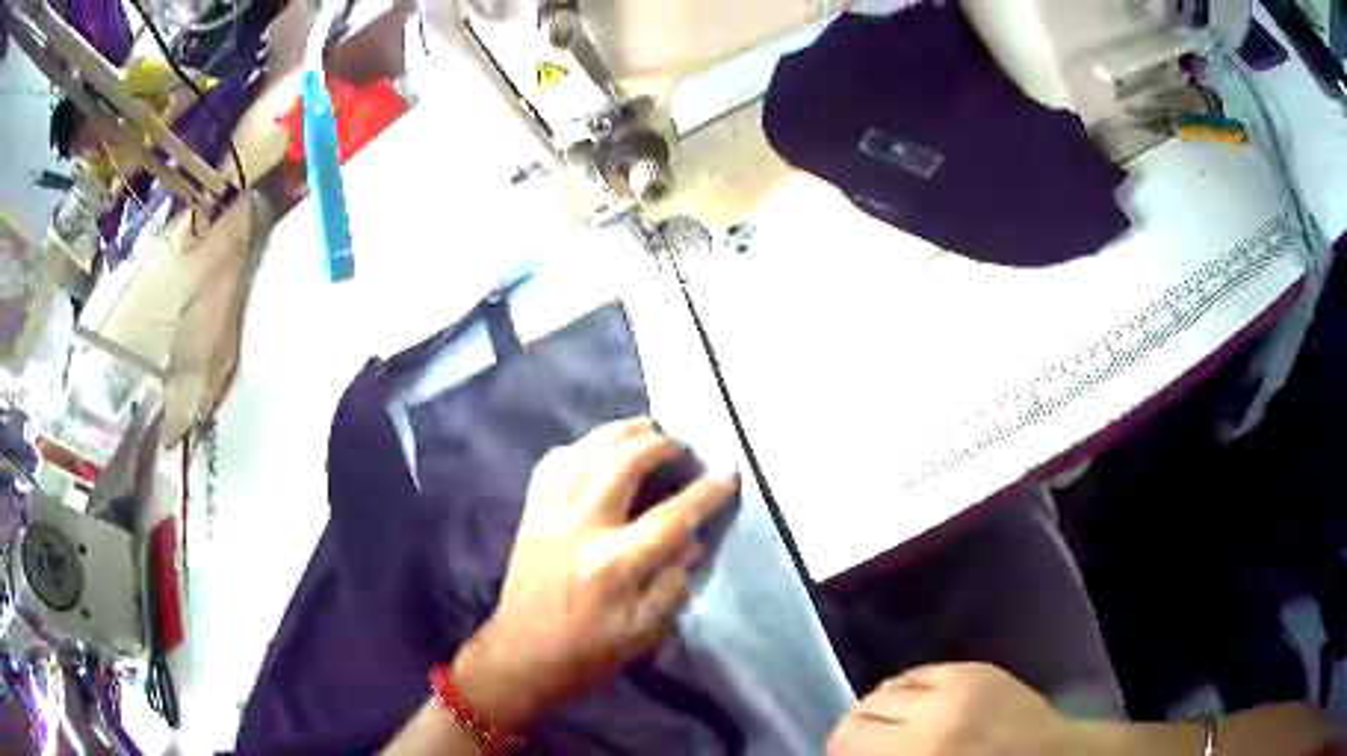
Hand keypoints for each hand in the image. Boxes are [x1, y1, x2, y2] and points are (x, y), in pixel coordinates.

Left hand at [453, 417, 738, 732]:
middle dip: (659, 444)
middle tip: (681, 444)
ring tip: (645, 427)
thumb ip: (673, 582)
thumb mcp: (644, 632)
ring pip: (585, 452)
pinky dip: (577, 447)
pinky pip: (551, 464)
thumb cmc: (588, 652)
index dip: (707, 491)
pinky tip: (594, 448)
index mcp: (615, 565)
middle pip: (623, 463)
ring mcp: (550, 515)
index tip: (730, 470)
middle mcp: (581, 528)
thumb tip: (693, 541)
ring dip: (618, 431)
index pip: (673, 517)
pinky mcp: (530, 514)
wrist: (522, 655)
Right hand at [828, 664, 1076, 755]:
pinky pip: (922, 671)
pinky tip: (921, 704)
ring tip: (896, 725)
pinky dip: (911, 688)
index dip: (839, 750)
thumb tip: (853, 751)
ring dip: (884, 708)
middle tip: (871, 746)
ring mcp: (958, 685)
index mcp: (914, 752)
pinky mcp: (978, 668)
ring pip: (889, 685)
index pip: (845, 738)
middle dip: (859, 730)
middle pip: (862, 709)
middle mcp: (931, 714)